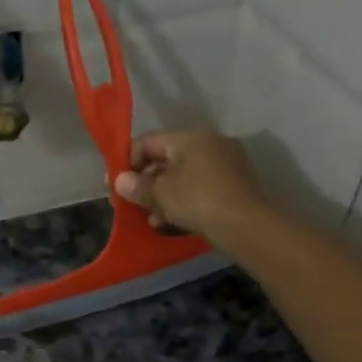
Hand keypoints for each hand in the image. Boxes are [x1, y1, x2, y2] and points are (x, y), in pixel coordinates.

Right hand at [112, 129, 267, 240]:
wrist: (246, 225)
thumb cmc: (197, 200)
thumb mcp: (160, 194)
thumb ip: (137, 186)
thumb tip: (120, 181)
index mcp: (190, 136)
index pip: (147, 141)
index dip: (127, 162)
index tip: (115, 185)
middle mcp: (210, 142)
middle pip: (166, 159)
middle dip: (146, 183)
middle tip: (132, 204)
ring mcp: (227, 163)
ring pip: (184, 176)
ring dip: (164, 196)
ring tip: (152, 219)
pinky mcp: (236, 185)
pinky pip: (200, 188)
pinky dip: (184, 201)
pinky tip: (174, 221)